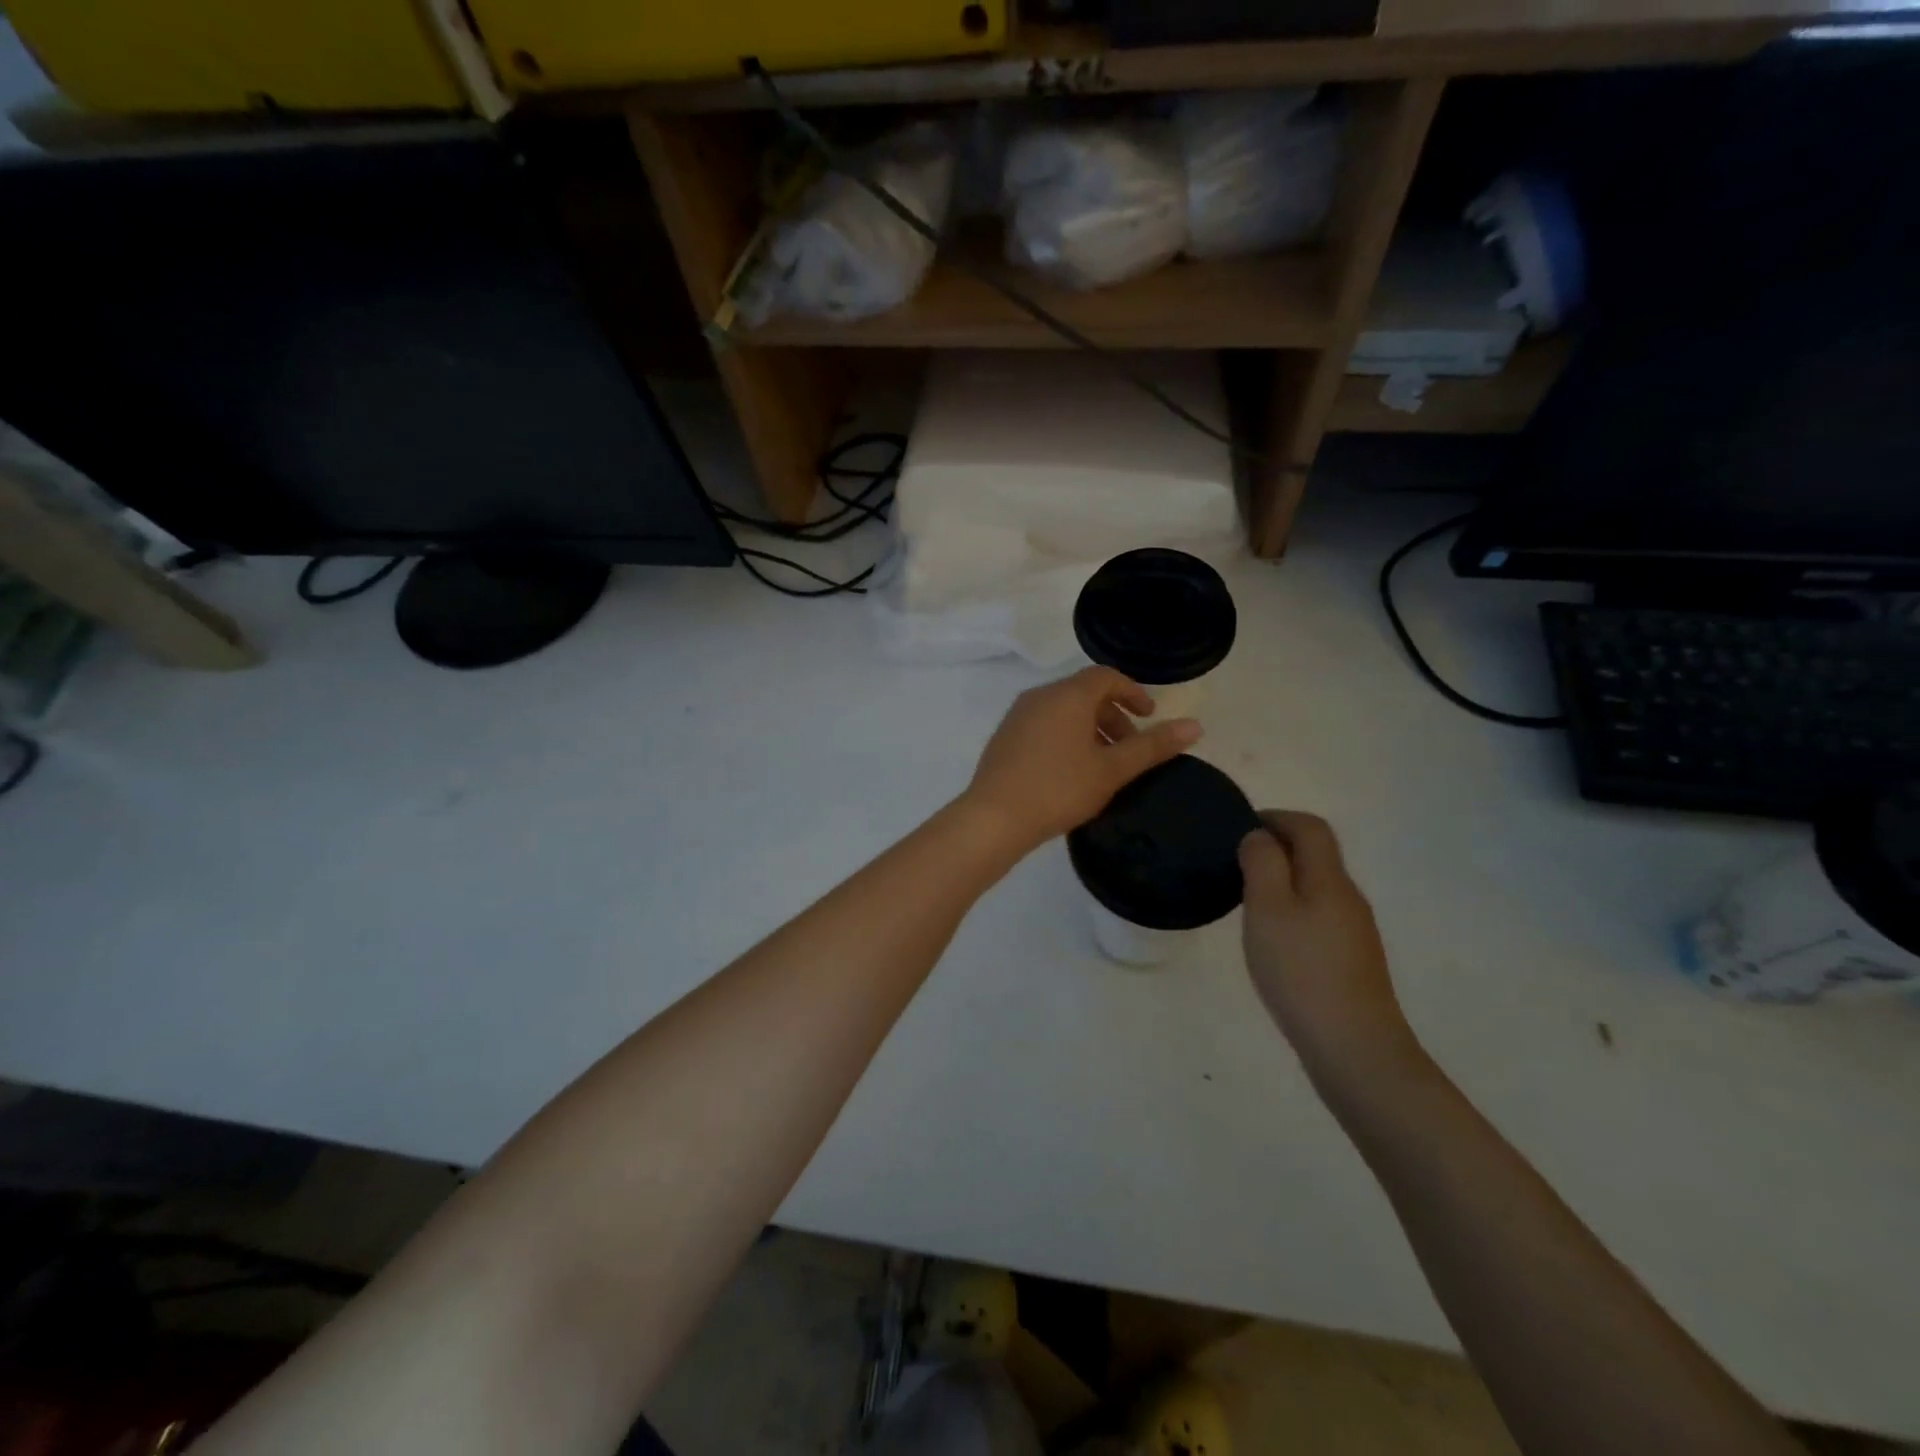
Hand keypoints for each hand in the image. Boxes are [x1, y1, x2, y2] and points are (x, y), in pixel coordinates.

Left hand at [963, 667, 1200, 854]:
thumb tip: (1196, 726)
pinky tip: (1070, 772)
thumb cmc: (1059, 788)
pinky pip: (1043, 725)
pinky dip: (1066, 737)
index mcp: (1067, 695)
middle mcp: (1040, 696)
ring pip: (1063, 711)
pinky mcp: (1004, 737)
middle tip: (1130, 748)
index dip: (1133, 692)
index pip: (1106, 676)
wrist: (994, 817)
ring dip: (1090, 729)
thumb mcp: (1112, 769)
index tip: (1149, 716)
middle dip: (1113, 715)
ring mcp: (1017, 715)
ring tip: (1104, 764)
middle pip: (1084, 693)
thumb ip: (1153, 746)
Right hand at [1239, 812, 1418, 1078]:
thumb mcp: (1268, 908)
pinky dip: (1293, 911)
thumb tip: (1260, 836)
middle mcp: (1348, 898)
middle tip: (1236, 864)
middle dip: (1278, 848)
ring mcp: (1354, 932)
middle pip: (1317, 855)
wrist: (1354, 1047)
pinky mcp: (1351, 961)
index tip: (1240, 828)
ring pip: (1317, 887)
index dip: (1276, 817)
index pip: (1310, 827)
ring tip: (1247, 900)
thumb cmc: (1301, 970)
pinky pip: (1319, 917)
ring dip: (1284, 880)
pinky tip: (1273, 941)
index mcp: (1329, 879)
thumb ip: (1262, 863)